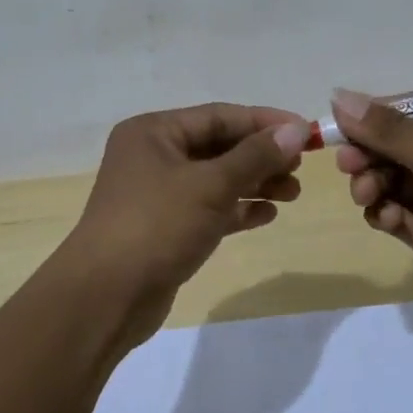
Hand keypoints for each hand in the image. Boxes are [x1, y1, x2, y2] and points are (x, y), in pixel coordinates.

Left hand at [62, 103, 309, 347]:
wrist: (106, 297)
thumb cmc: (156, 226)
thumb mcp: (210, 185)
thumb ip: (255, 156)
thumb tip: (296, 130)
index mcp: (154, 132)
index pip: (219, 116)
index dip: (265, 122)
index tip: (306, 132)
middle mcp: (154, 156)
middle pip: (219, 146)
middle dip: (262, 156)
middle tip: (301, 168)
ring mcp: (158, 193)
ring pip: (216, 179)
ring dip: (255, 183)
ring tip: (293, 193)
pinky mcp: (166, 227)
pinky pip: (209, 208)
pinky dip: (237, 209)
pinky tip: (268, 215)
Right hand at [331, 89, 412, 357]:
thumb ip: (388, 131)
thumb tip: (338, 95)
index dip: (376, 114)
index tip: (340, 123)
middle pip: (397, 143)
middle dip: (369, 152)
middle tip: (347, 164)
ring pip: (390, 178)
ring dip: (371, 183)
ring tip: (366, 196)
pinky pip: (394, 211)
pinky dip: (385, 212)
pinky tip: (388, 220)